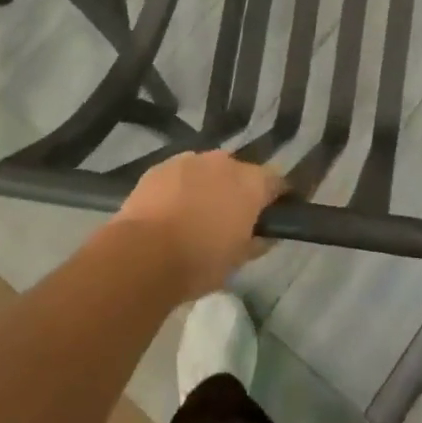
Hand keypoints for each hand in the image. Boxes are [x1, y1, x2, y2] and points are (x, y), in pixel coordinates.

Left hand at [111, 151, 284, 300]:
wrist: (142, 256)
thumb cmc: (200, 262)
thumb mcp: (239, 260)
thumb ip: (259, 241)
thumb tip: (266, 234)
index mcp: (251, 183)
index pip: (277, 182)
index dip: (278, 197)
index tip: (274, 214)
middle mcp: (225, 162)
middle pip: (241, 172)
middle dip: (240, 190)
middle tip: (231, 218)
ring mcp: (190, 160)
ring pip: (208, 170)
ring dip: (209, 185)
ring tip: (197, 213)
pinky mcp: (160, 166)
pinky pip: (180, 174)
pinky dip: (181, 187)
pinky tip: (171, 209)